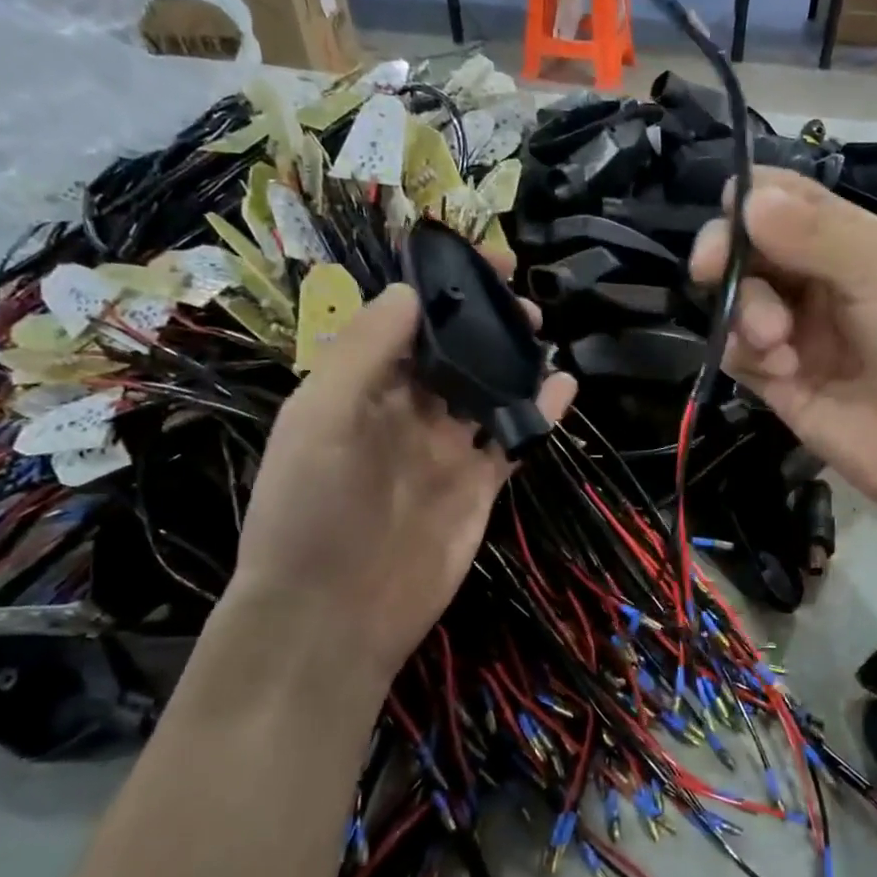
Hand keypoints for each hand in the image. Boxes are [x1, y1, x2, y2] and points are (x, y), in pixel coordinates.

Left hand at [228, 282, 574, 687]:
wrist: (333, 614)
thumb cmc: (312, 509)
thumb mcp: (320, 417)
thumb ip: (365, 350)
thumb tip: (411, 290)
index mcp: (361, 388)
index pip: (407, 322)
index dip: (443, 289)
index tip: (484, 262)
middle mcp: (406, 412)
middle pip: (455, 353)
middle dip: (487, 323)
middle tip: (525, 304)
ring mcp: (446, 449)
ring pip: (488, 392)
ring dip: (515, 362)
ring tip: (544, 336)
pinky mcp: (479, 485)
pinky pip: (512, 439)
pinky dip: (540, 412)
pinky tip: (564, 386)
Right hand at [689, 168, 876, 541]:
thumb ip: (820, 234)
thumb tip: (747, 196)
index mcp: (861, 244)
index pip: (792, 203)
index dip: (755, 197)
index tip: (732, 208)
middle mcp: (826, 285)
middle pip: (753, 250)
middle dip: (729, 252)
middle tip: (711, 266)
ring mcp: (804, 337)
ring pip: (740, 301)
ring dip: (745, 308)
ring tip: (775, 336)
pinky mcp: (786, 388)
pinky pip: (742, 356)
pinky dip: (747, 352)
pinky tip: (781, 367)